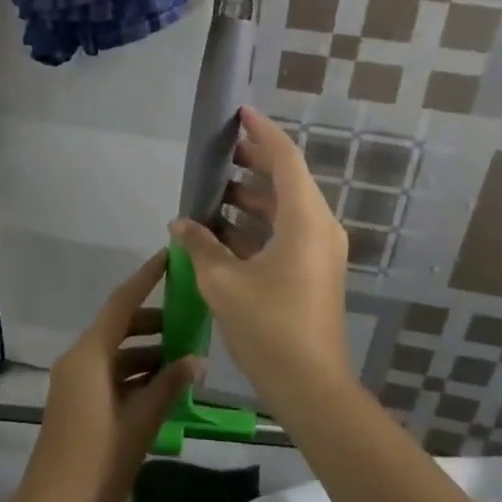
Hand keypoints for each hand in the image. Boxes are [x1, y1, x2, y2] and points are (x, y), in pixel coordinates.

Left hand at [11, 250, 199, 501]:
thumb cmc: (98, 463)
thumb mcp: (141, 422)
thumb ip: (169, 385)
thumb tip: (197, 359)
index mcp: (89, 355)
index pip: (121, 303)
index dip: (145, 279)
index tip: (168, 258)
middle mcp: (78, 360)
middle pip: (119, 327)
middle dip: (154, 322)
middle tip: (192, 321)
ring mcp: (75, 382)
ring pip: (116, 353)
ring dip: (148, 353)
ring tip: (186, 359)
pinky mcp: (76, 403)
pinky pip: (109, 374)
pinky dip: (135, 375)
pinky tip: (165, 387)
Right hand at [170, 107, 352, 402]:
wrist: (312, 387)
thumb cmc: (269, 327)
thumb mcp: (224, 282)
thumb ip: (200, 246)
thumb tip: (180, 223)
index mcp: (305, 220)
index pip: (285, 159)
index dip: (262, 133)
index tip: (239, 114)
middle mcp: (319, 228)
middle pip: (287, 181)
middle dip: (253, 164)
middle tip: (218, 153)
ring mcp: (320, 252)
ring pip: (285, 209)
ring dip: (252, 198)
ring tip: (212, 192)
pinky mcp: (314, 272)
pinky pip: (286, 233)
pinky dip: (257, 226)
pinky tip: (223, 233)